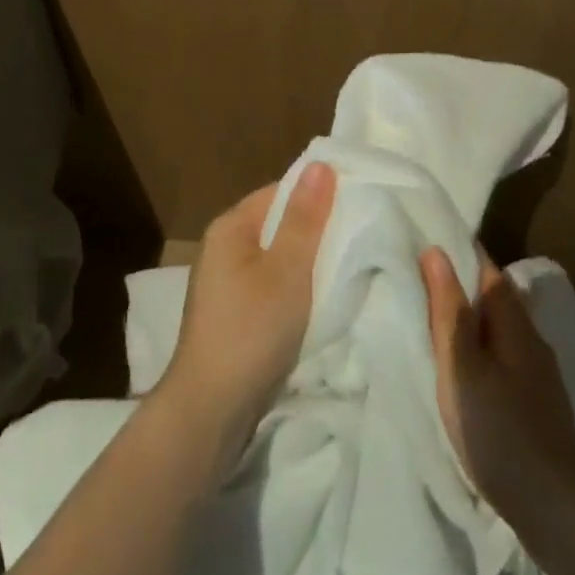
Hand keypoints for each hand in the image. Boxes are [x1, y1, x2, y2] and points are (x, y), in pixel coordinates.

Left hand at [155, 164, 336, 466]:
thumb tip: (320, 165)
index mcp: (230, 227)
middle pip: (279, 223)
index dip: (319, 194)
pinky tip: (321, 297)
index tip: (359, 204)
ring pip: (279, 256)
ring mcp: (227, 281)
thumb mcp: (287, 269)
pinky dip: (297, 286)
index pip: (281, 191)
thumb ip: (305, 218)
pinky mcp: (236, 311)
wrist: (212, 409)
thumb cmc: (252, 330)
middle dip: (317, 229)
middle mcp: (224, 246)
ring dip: (309, 261)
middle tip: (361, 236)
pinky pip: (273, 283)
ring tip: (349, 264)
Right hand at [421, 247, 574, 530]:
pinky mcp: (535, 404)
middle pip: (495, 299)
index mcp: (514, 323)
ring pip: (498, 331)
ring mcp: (537, 374)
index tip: (428, 240)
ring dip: (469, 320)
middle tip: (418, 280)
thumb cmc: (500, 429)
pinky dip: (478, 350)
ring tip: (431, 321)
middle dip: (461, 285)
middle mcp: (531, 340)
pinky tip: (462, 368)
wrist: (557, 509)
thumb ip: (448, 310)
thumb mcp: (462, 367)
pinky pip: (501, 358)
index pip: (487, 270)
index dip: (460, 253)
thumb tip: (437, 251)